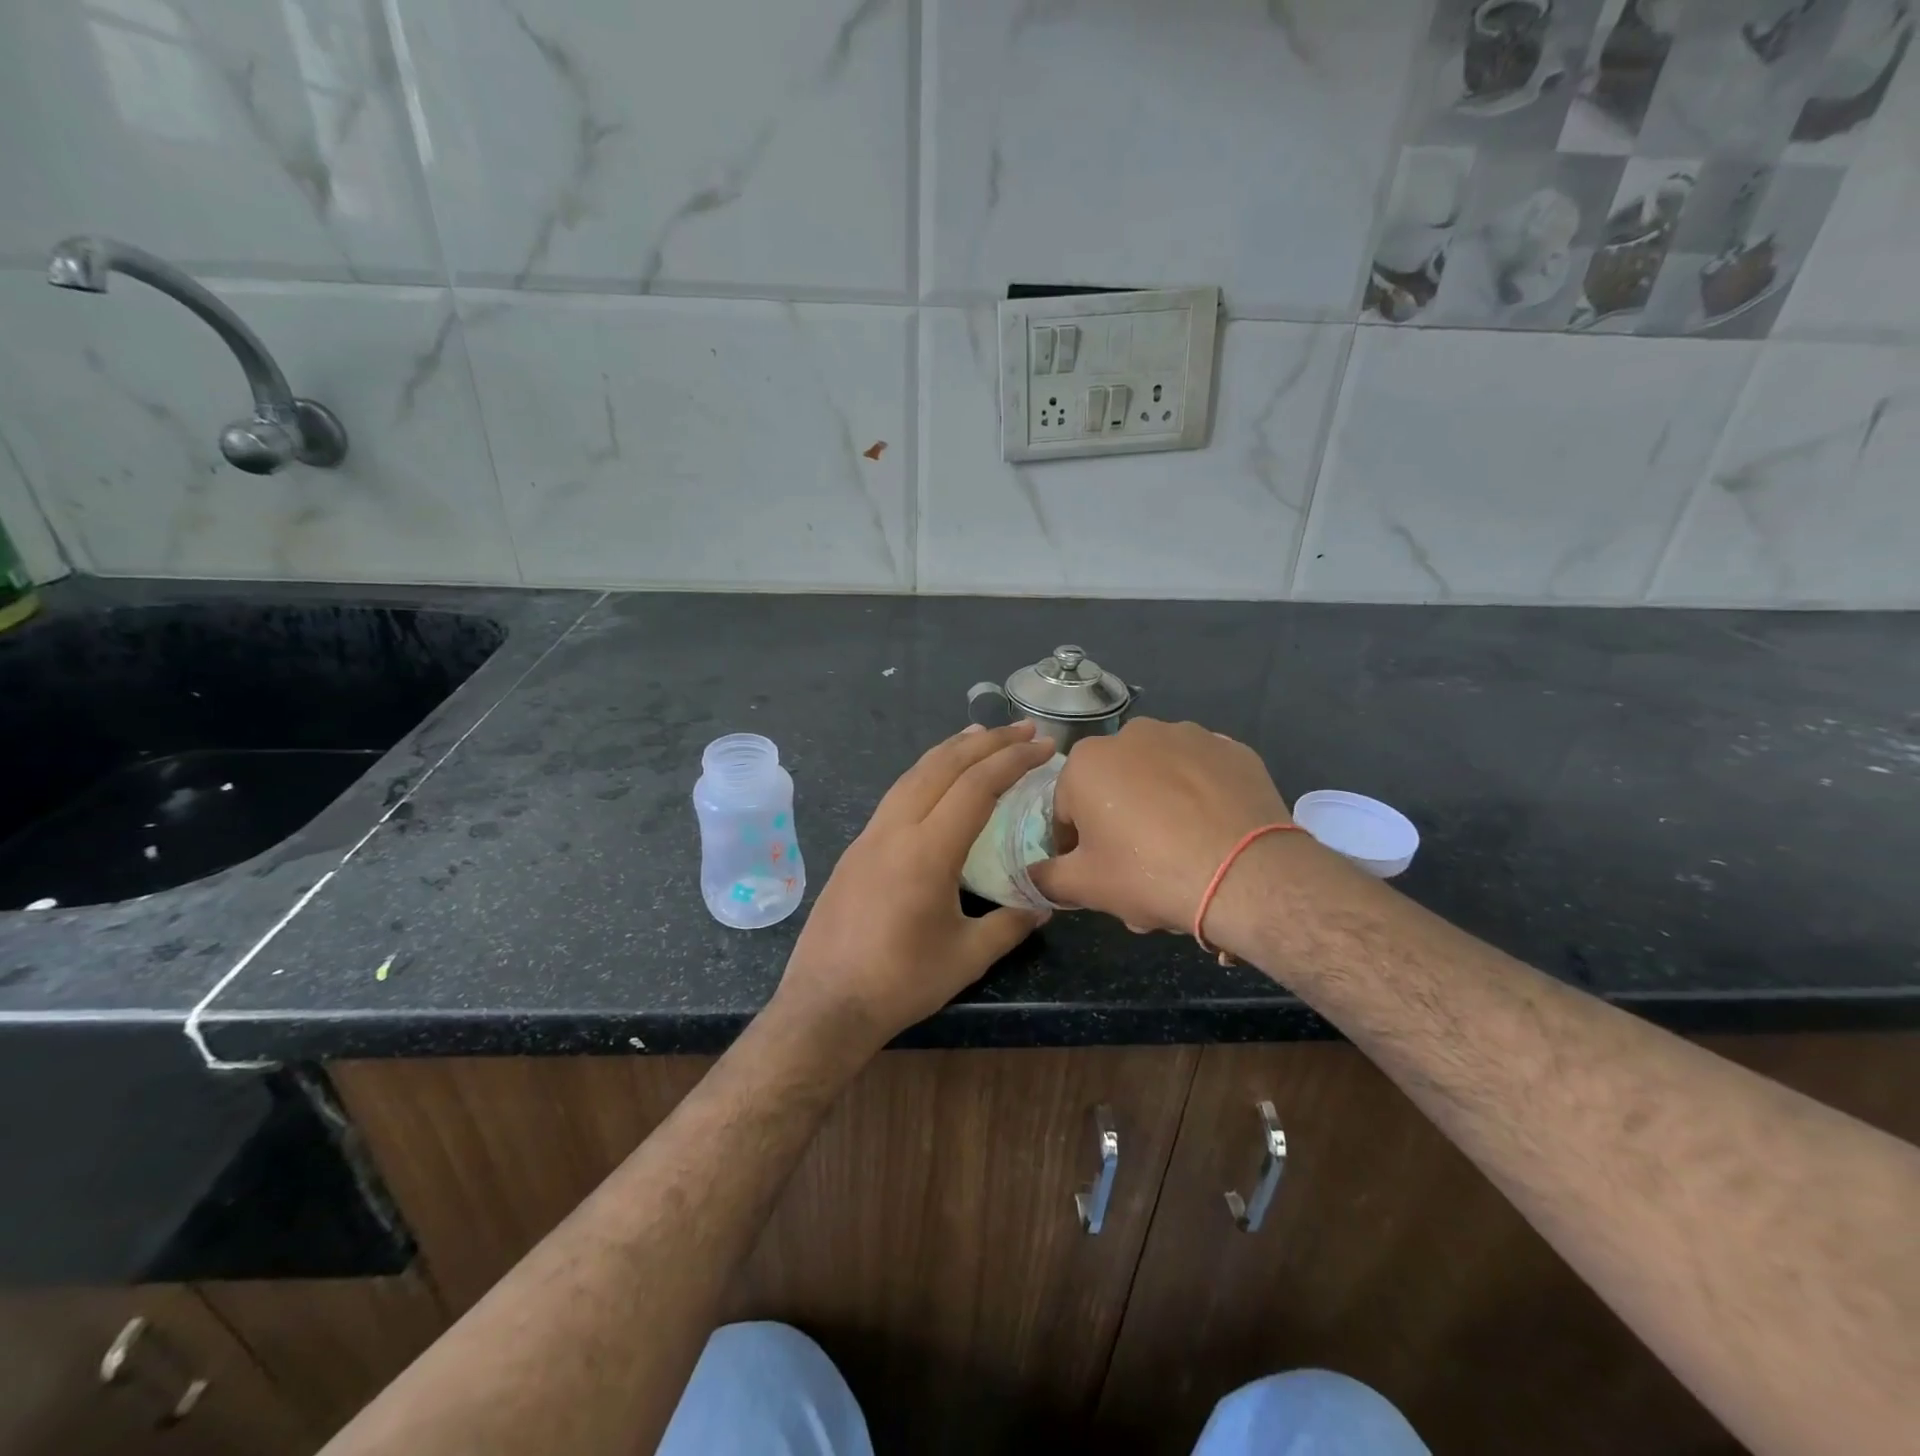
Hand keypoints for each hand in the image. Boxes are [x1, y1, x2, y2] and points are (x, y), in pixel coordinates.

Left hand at [773, 721, 1055, 1057]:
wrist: (825, 1004)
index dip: (1014, 760)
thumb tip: (1042, 904)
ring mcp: (869, 836)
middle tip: (1022, 728)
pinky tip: (936, 782)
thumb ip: (1010, 924)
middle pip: (943, 766)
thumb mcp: (967, 956)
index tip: (1044, 745)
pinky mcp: (855, 849)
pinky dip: (925, 773)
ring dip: (950, 750)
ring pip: (913, 774)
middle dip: (986, 741)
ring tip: (979, 736)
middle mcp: (895, 830)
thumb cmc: (900, 983)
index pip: (976, 787)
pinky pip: (896, 795)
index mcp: (927, 851)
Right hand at [1030, 718, 1294, 935]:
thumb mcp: (1086, 886)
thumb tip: (1031, 876)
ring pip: (1159, 778)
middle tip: (1140, 870)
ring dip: (1159, 808)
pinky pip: (1202, 775)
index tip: (1095, 872)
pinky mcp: (1232, 749)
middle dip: (1120, 825)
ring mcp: (1189, 736)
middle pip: (1114, 789)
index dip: (1076, 845)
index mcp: (1089, 761)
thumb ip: (1047, 878)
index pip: (1067, 809)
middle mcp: (1134, 734)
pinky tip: (1213, 834)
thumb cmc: (1150, 873)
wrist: (1247, 875)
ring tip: (1181, 854)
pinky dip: (1201, 798)